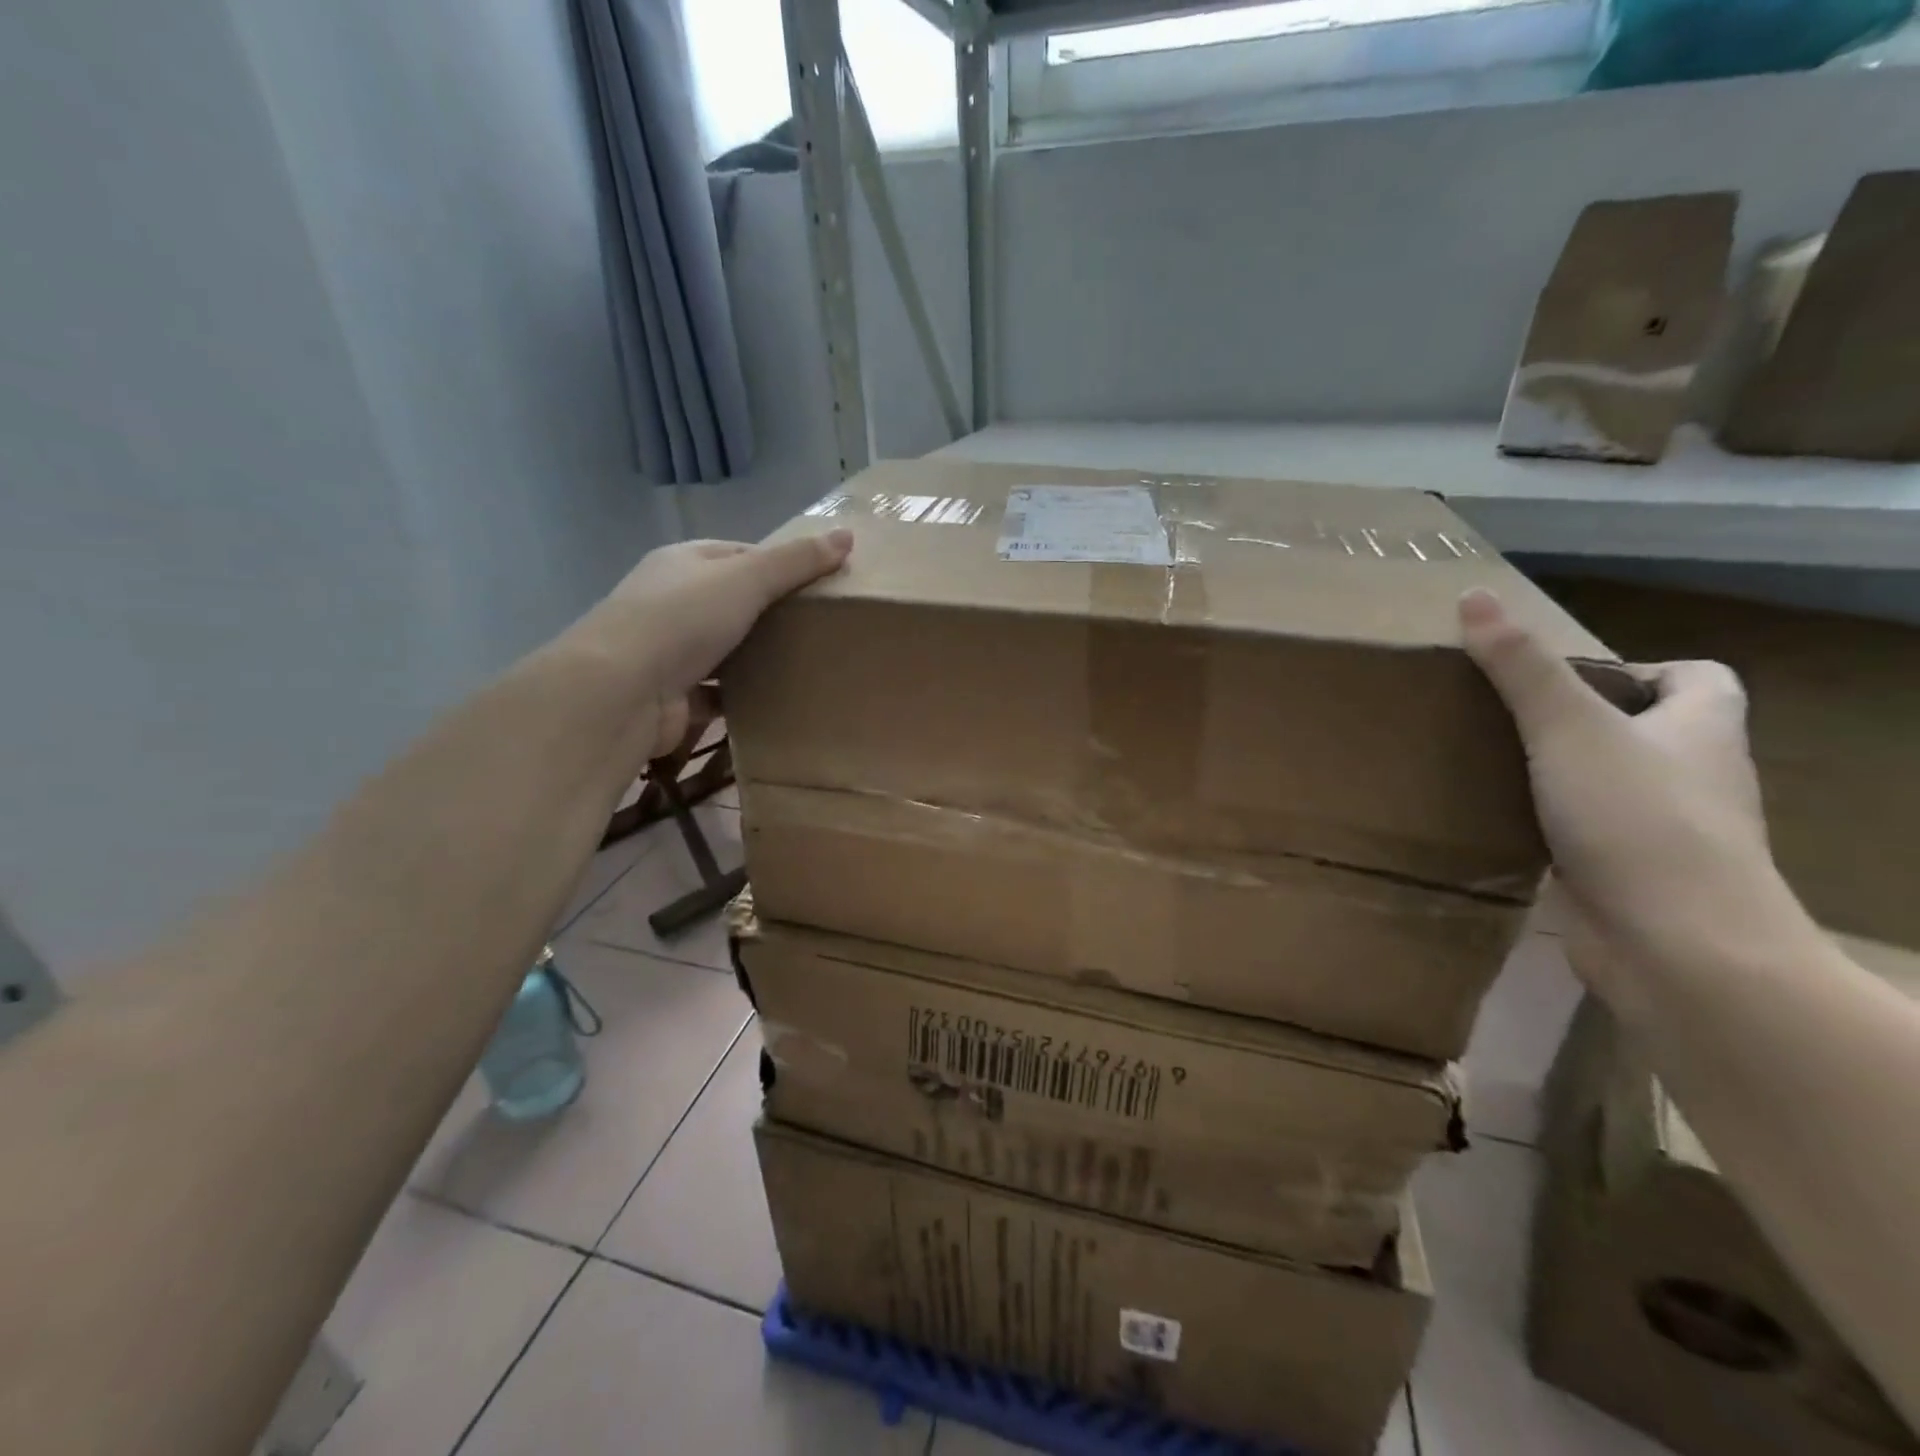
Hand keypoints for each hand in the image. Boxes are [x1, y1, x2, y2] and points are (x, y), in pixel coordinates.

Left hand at [604, 532, 852, 708]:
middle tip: (817, 628)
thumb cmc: (683, 620)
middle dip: (769, 614)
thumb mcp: (747, 579)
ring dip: (753, 656)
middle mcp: (669, 600)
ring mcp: (666, 650)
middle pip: (730, 602)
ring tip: (802, 664)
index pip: (737, 555)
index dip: (778, 565)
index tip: (818, 585)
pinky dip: (739, 695)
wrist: (622, 691)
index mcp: (682, 563)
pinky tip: (770, 700)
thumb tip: (847, 535)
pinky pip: (715, 691)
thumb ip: (796, 561)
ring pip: (722, 648)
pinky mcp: (671, 693)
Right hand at [1459, 589, 1774, 990]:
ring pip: (1617, 785)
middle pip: (1651, 731)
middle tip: (1508, 719)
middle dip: (1585, 721)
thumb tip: (1473, 597)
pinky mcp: (1635, 877)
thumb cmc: (1637, 821)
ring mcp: (1668, 832)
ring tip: (1492, 766)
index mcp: (1703, 730)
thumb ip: (1519, 666)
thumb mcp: (1568, 728)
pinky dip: (1555, 825)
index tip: (1569, 681)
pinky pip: (1592, 835)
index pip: (1700, 678)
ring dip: (1565, 774)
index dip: (1643, 668)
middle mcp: (1696, 777)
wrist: (1676, 947)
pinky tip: (1502, 824)